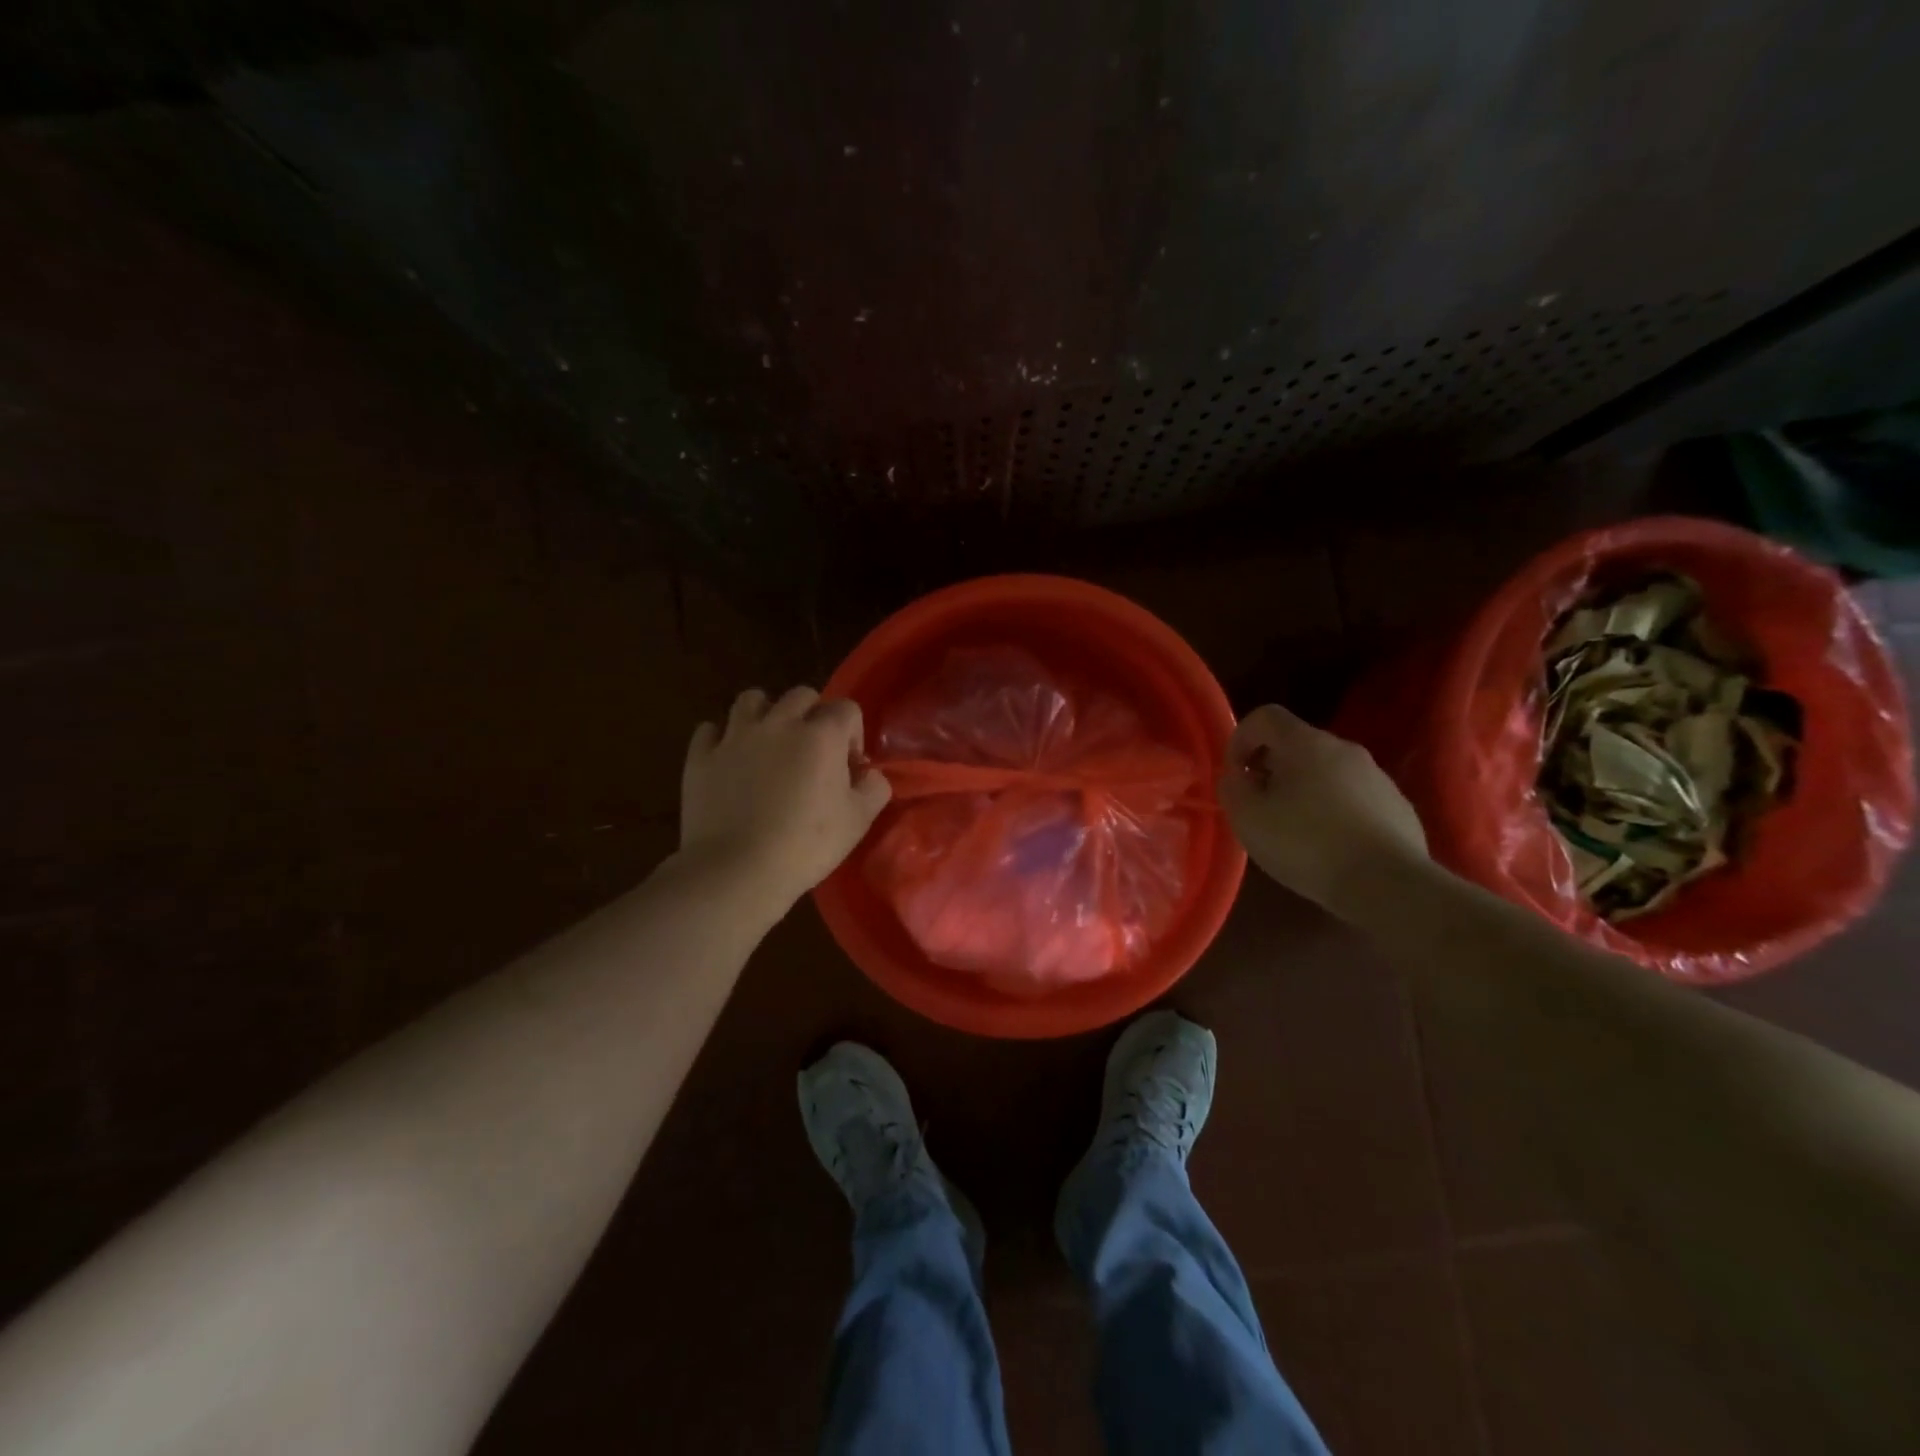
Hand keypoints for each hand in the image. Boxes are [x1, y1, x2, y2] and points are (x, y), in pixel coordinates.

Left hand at [680, 686, 891, 914]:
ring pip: (751, 699)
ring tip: (768, 744)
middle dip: (812, 715)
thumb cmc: (806, 845)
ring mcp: (735, 736)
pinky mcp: (701, 756)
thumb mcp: (859, 821)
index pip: (847, 709)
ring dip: (765, 714)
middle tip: (811, 752)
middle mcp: (779, 723)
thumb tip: (869, 774)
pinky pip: (710, 730)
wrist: (737, 870)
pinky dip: (722, 739)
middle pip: (801, 695)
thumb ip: (874, 787)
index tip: (849, 768)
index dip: (853, 735)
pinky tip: (729, 760)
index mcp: (821, 735)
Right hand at [1216, 704, 1429, 916]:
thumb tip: (1238, 777)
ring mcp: (1376, 776)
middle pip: (1297, 744)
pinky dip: (1335, 811)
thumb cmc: (1306, 844)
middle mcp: (1344, 749)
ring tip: (1295, 831)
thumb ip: (1233, 789)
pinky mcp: (1398, 805)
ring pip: (1327, 771)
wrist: (1387, 885)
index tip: (1236, 775)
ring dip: (1304, 790)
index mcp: (1305, 743)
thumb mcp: (1248, 819)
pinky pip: (1354, 797)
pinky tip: (1331, 846)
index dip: (1241, 738)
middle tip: (1260, 806)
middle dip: (1272, 768)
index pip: (1265, 716)